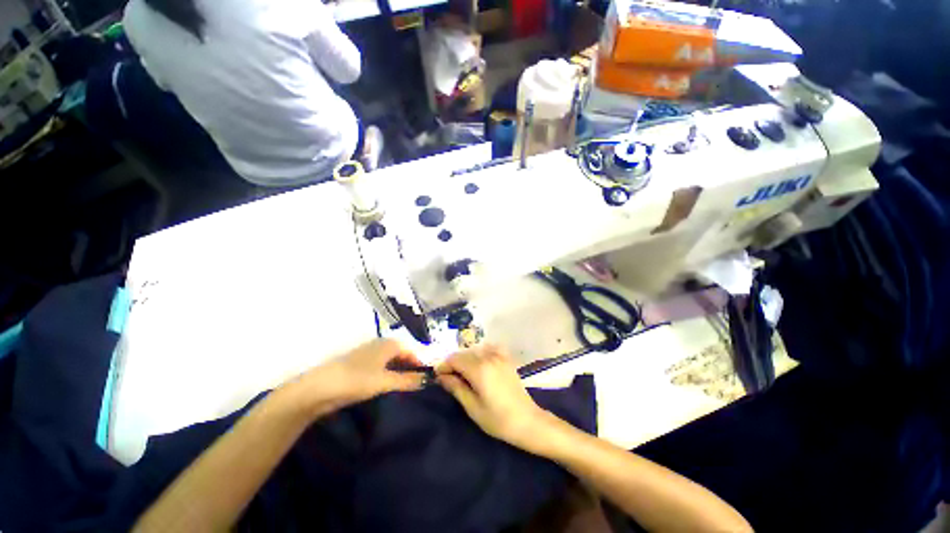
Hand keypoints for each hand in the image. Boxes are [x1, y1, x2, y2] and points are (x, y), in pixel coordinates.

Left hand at [293, 339, 425, 416]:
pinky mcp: (359, 365)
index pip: (412, 351)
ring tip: (406, 389)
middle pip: (402, 355)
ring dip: (399, 373)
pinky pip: (380, 367)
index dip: (421, 365)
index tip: (428, 379)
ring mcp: (369, 354)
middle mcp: (380, 344)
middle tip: (418, 386)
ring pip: (391, 362)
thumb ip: (408, 380)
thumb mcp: (385, 381)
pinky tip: (388, 387)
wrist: (318, 388)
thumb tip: (428, 380)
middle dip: (411, 369)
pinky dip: (388, 375)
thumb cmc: (356, 380)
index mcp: (389, 343)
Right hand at [436, 345, 553, 453]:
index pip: (454, 359)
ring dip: (466, 359)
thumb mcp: (472, 407)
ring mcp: (499, 356)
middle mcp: (488, 357)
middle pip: (464, 353)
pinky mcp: (506, 358)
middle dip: (454, 363)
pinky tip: (480, 364)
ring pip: (475, 350)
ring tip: (463, 375)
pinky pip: (489, 349)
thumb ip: (456, 387)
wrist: (527, 421)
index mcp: (479, 369)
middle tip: (449, 378)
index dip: (444, 366)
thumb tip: (441, 376)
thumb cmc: (497, 419)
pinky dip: (481, 353)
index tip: (438, 376)